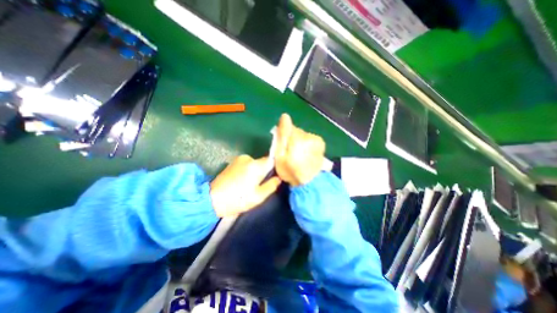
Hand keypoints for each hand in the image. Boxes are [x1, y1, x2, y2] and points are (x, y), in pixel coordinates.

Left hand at [210, 154, 282, 216]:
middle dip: (265, 171)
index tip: (275, 176)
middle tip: (261, 184)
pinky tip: (243, 181)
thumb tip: (279, 178)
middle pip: (263, 162)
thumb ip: (271, 185)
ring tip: (251, 184)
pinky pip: (247, 164)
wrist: (212, 199)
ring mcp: (239, 159)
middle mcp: (248, 158)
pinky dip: (249, 170)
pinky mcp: (233, 162)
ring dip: (256, 171)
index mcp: (256, 166)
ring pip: (255, 163)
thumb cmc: (238, 199)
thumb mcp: (258, 196)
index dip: (275, 167)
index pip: (272, 160)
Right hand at [275, 114, 327, 185]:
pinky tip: (305, 154)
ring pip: (302, 135)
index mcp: (298, 138)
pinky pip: (309, 139)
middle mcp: (309, 135)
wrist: (310, 183)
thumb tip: (284, 116)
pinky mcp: (320, 143)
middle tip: (289, 153)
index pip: (287, 126)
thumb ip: (282, 136)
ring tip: (298, 156)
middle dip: (290, 139)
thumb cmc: (291, 171)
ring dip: (298, 141)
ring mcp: (316, 139)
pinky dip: (305, 144)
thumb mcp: (280, 156)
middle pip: (295, 131)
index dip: (282, 135)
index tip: (282, 146)